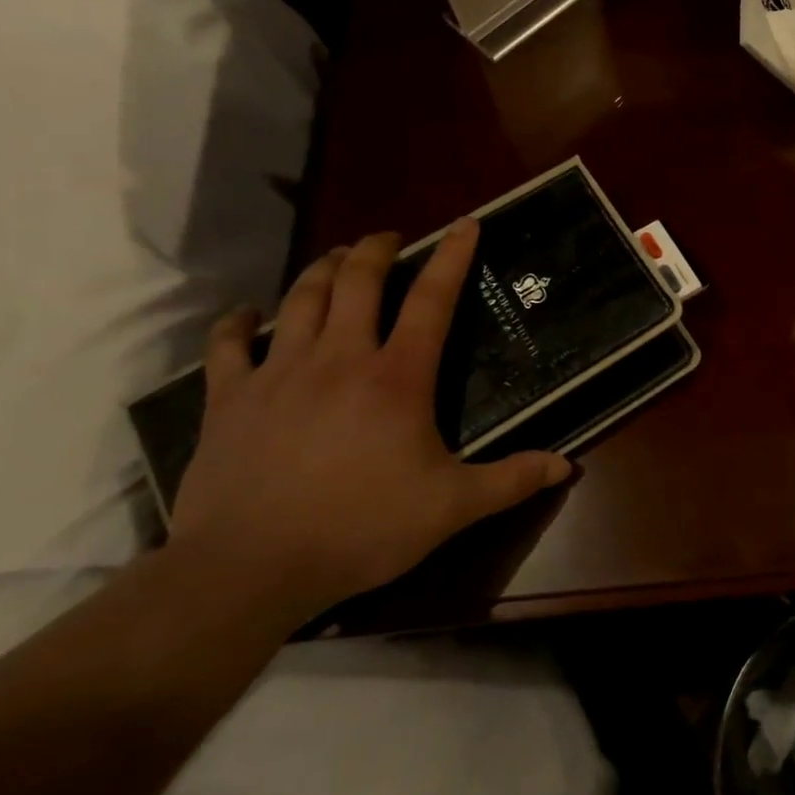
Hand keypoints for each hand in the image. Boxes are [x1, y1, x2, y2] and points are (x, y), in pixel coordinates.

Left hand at [169, 221, 570, 623]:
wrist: (247, 570)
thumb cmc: (360, 529)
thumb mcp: (451, 508)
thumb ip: (511, 480)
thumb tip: (567, 464)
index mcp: (397, 377)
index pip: (432, 300)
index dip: (451, 257)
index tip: (464, 224)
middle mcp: (339, 358)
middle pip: (357, 281)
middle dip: (374, 250)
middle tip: (387, 238)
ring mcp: (278, 374)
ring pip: (300, 300)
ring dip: (320, 270)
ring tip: (335, 258)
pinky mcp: (229, 400)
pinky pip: (227, 346)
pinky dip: (235, 323)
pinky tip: (243, 314)